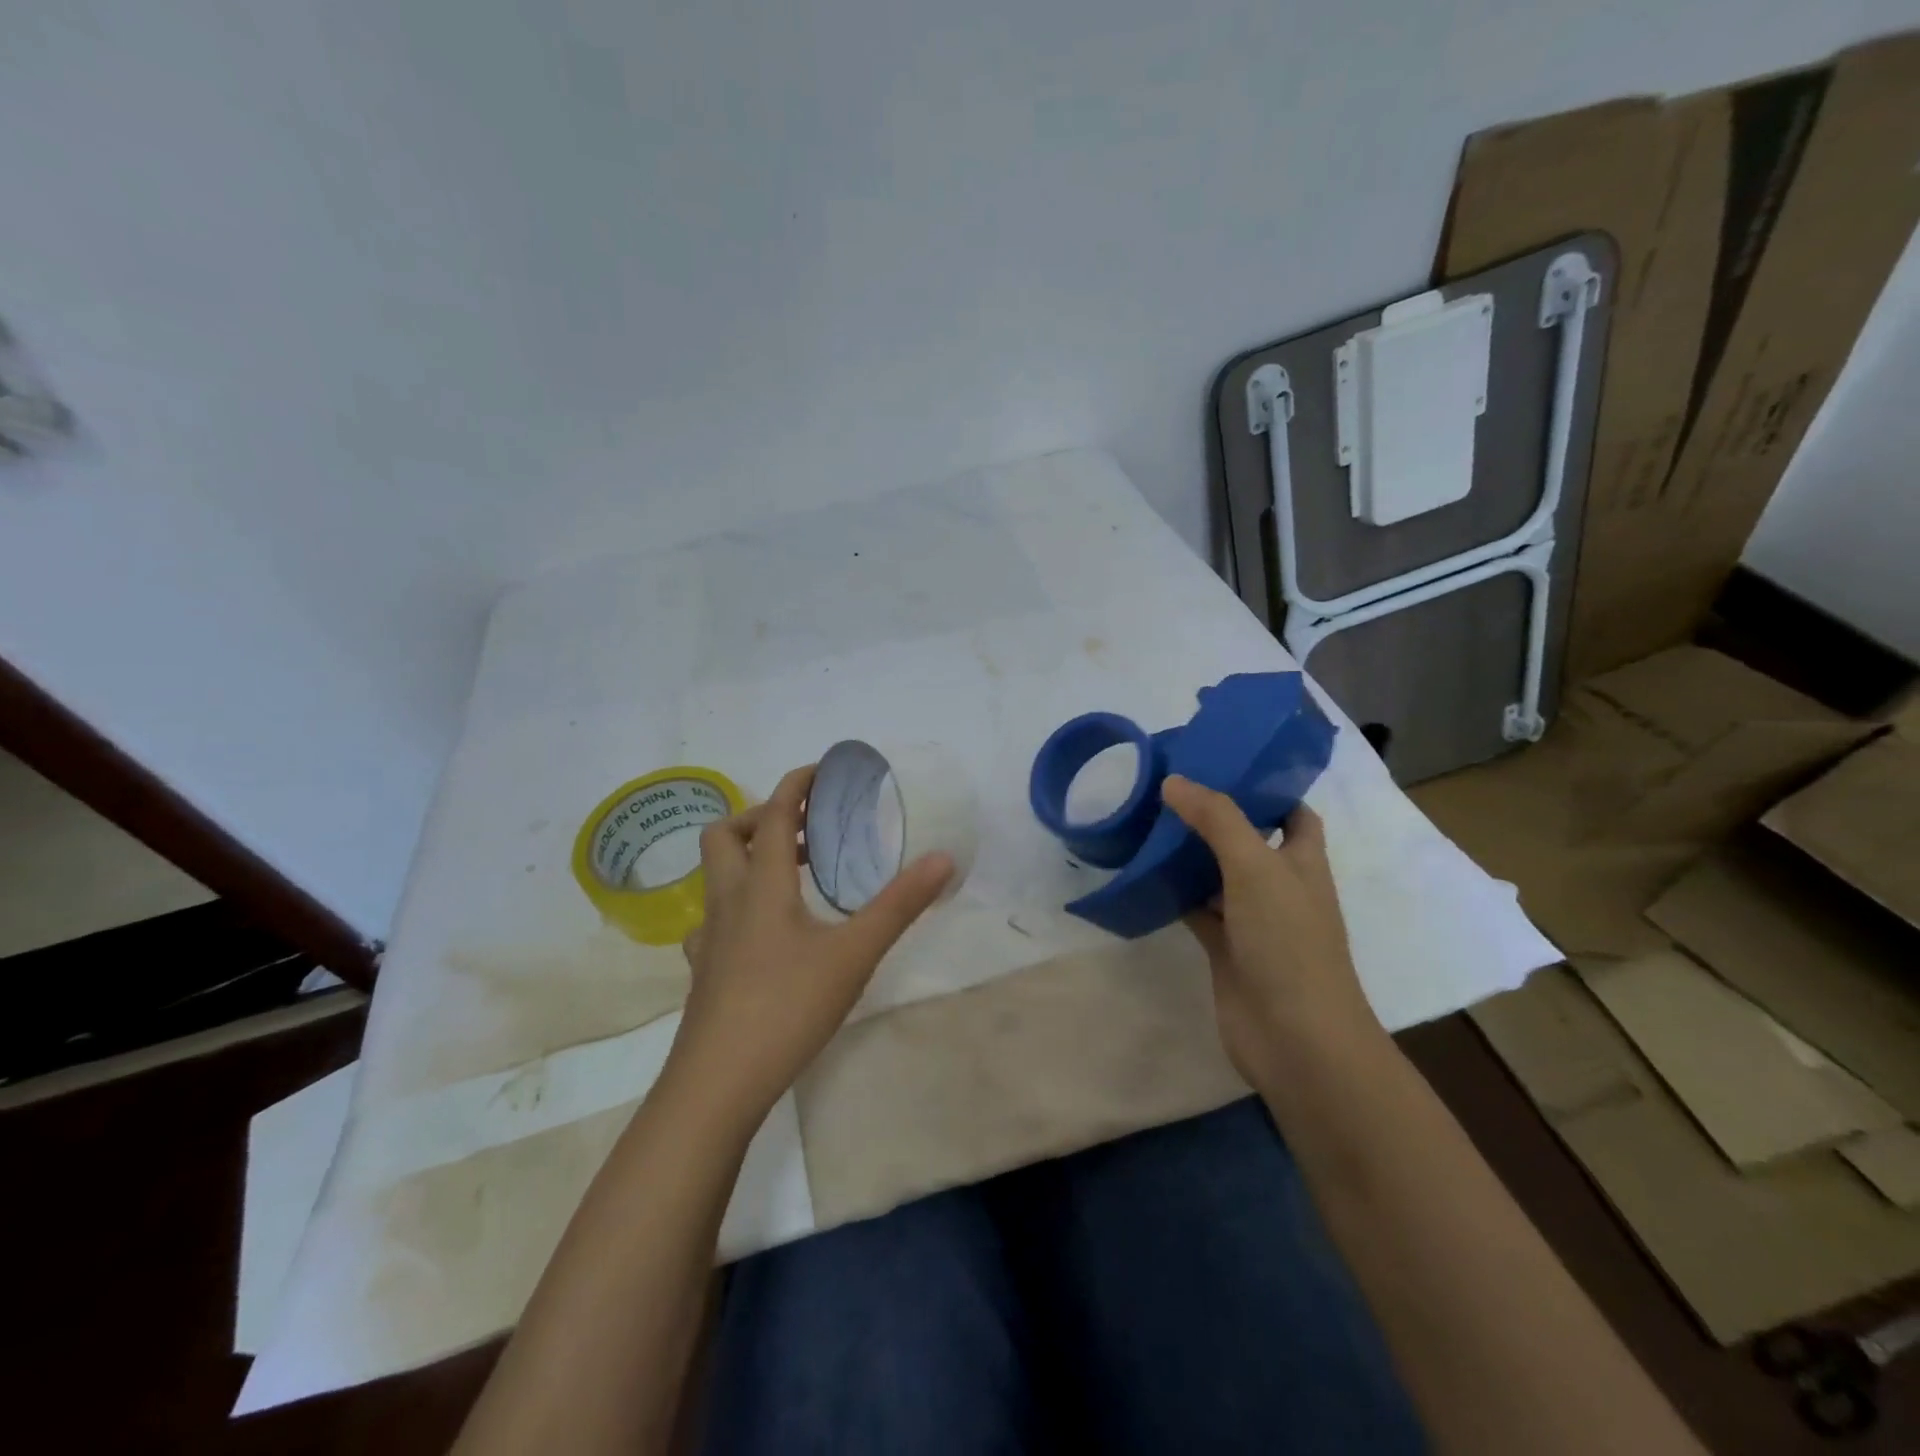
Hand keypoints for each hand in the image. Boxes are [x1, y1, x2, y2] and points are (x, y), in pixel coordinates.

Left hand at [663, 764, 953, 1131]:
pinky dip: (740, 904)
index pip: (774, 814)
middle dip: (762, 817)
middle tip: (806, 829)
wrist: (717, 1084)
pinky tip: (765, 932)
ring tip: (794, 874)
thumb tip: (942, 858)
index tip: (821, 772)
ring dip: (750, 858)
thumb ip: (899, 905)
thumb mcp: (854, 954)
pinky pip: (715, 918)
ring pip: (717, 876)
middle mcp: (727, 901)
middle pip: (726, 834)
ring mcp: (708, 938)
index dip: (795, 785)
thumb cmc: (787, 1008)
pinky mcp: (704, 971)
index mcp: (762, 886)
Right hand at [1160, 776, 1384, 1088]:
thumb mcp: (1256, 867)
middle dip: (1214, 816)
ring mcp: (1252, 919)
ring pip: (1217, 875)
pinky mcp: (1226, 948)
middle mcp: (1280, 886)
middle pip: (1247, 840)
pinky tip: (1143, 874)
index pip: (1292, 812)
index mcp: (1303, 861)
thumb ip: (1217, 820)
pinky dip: (1174, 893)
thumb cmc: (1288, 942)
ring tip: (1147, 820)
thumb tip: (1174, 781)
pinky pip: (1197, 909)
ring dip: (1189, 854)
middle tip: (1168, 788)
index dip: (1266, 788)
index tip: (1222, 764)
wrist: (1294, 1037)